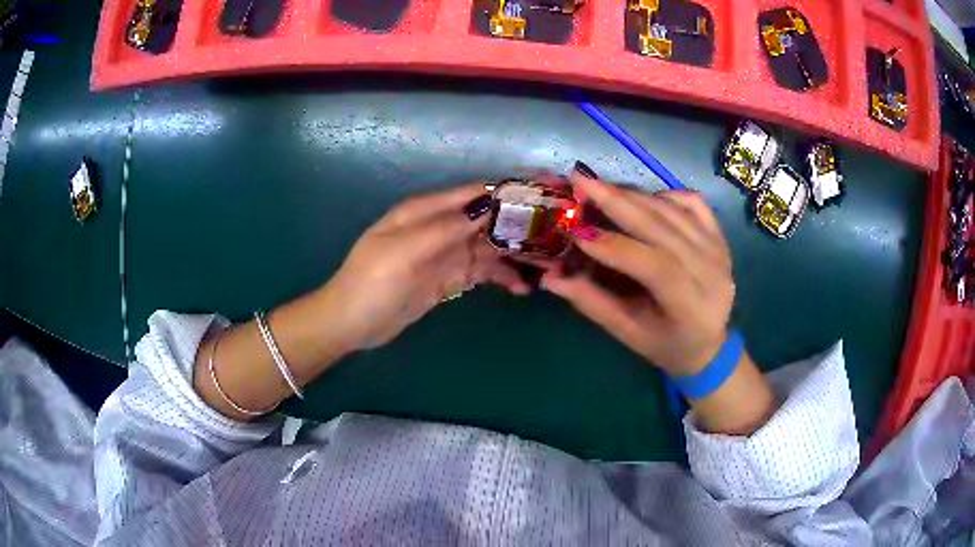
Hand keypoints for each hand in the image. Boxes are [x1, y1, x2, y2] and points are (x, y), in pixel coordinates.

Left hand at [320, 183, 530, 351]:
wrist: (352, 323)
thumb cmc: (372, 283)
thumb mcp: (404, 251)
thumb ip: (445, 228)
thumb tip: (488, 206)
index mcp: (426, 211)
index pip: (475, 194)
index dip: (509, 191)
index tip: (545, 192)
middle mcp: (440, 227)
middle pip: (488, 221)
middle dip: (520, 226)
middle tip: (557, 236)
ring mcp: (445, 255)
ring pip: (489, 248)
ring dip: (516, 255)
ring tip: (549, 267)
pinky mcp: (448, 279)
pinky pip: (481, 273)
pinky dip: (502, 278)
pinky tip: (522, 288)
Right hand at [541, 170, 734, 376]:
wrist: (709, 345)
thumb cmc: (666, 345)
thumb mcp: (628, 334)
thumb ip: (592, 303)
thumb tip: (549, 277)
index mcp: (691, 307)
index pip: (655, 267)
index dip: (615, 247)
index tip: (576, 231)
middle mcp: (711, 272)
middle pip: (664, 228)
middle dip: (619, 202)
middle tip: (581, 180)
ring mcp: (718, 250)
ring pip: (674, 211)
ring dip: (634, 195)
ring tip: (600, 187)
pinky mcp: (719, 236)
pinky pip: (693, 202)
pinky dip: (665, 194)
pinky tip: (642, 197)